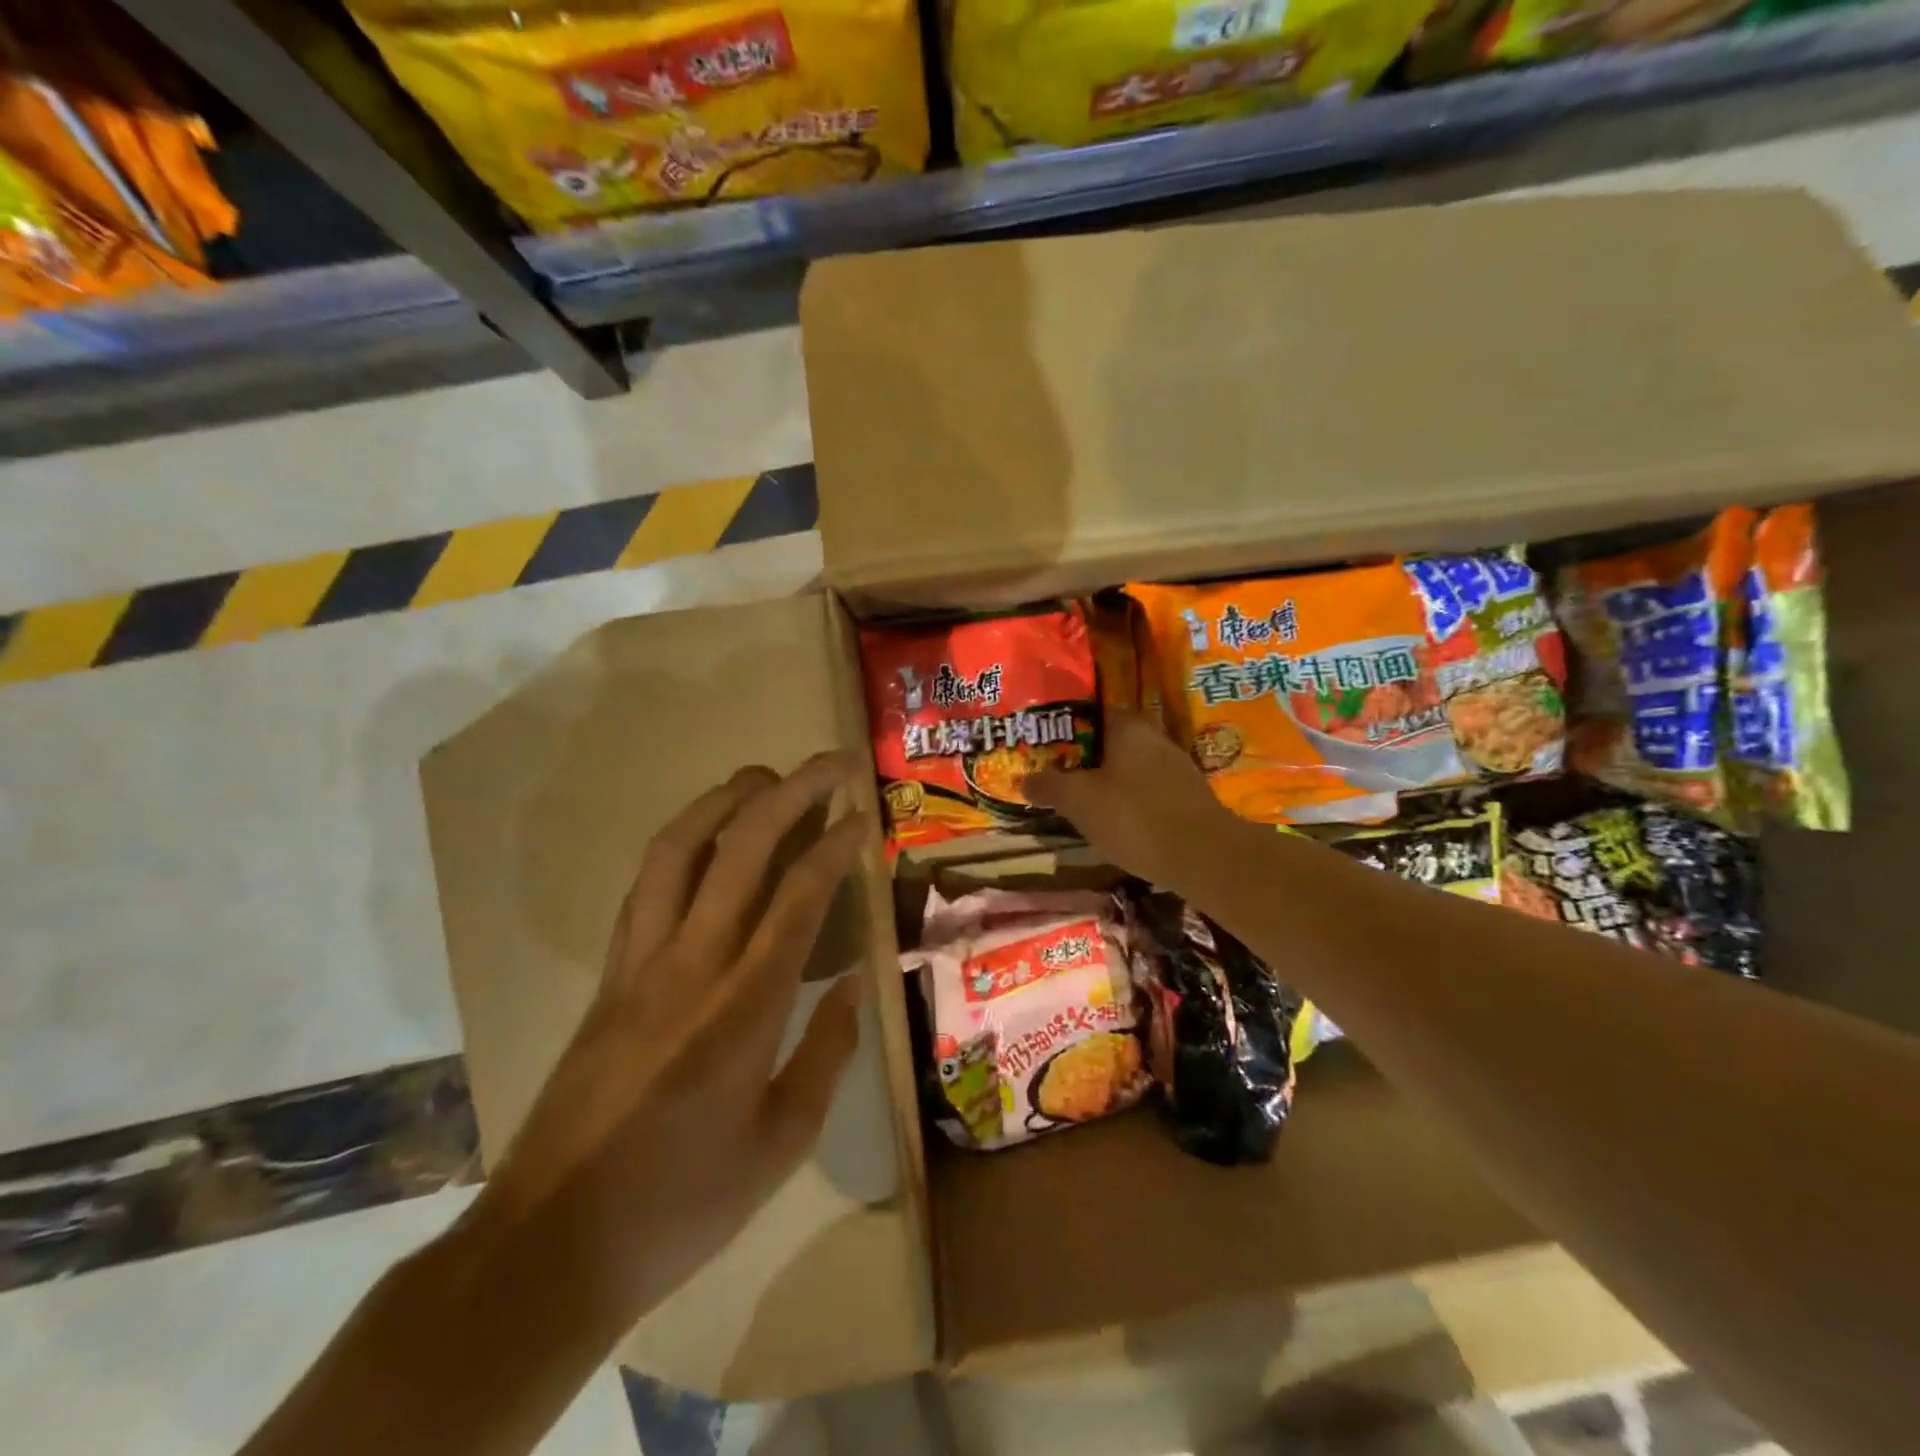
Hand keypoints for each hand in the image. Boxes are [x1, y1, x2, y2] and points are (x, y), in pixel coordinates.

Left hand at [468, 755, 870, 1339]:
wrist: (550, 1245)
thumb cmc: (682, 1203)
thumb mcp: (781, 1142)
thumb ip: (826, 1052)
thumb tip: (856, 983)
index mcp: (744, 1008)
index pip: (798, 897)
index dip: (834, 844)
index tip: (862, 814)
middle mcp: (690, 965)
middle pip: (740, 850)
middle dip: (790, 793)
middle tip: (828, 764)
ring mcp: (639, 964)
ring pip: (678, 851)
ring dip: (723, 799)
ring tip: (762, 776)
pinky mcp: (609, 975)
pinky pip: (644, 886)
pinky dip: (680, 841)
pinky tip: (703, 835)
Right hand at [1028, 709, 1245, 895]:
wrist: (1204, 857)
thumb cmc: (1134, 817)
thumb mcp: (1079, 802)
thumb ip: (1050, 786)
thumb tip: (1025, 778)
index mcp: (1129, 728)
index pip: (1095, 712)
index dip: (1070, 727)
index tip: (1049, 744)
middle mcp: (1156, 739)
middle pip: (1114, 741)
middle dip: (1089, 757)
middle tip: (1061, 775)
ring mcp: (1178, 768)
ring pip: (1133, 767)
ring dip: (1111, 781)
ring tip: (1085, 802)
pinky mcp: (1190, 798)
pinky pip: (1151, 791)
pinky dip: (1133, 801)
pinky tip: (1119, 823)